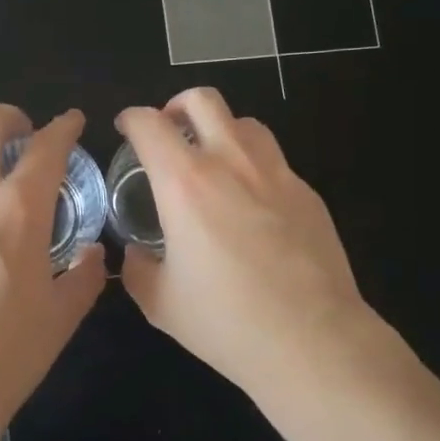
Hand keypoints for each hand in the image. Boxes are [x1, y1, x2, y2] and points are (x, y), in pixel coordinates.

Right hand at [116, 88, 373, 396]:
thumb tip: (137, 253)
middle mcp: (232, 163)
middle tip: (170, 130)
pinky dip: (254, 167)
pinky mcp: (308, 193)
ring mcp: (277, 173)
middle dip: (177, 105)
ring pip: (246, 123)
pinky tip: (253, 206)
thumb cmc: (226, 322)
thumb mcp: (160, 302)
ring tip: (213, 161)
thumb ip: (138, 268)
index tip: (127, 129)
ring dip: (221, 130)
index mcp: (186, 183)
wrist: (312, 340)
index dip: (131, 119)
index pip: (150, 124)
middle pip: (203, 100)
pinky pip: (275, 161)